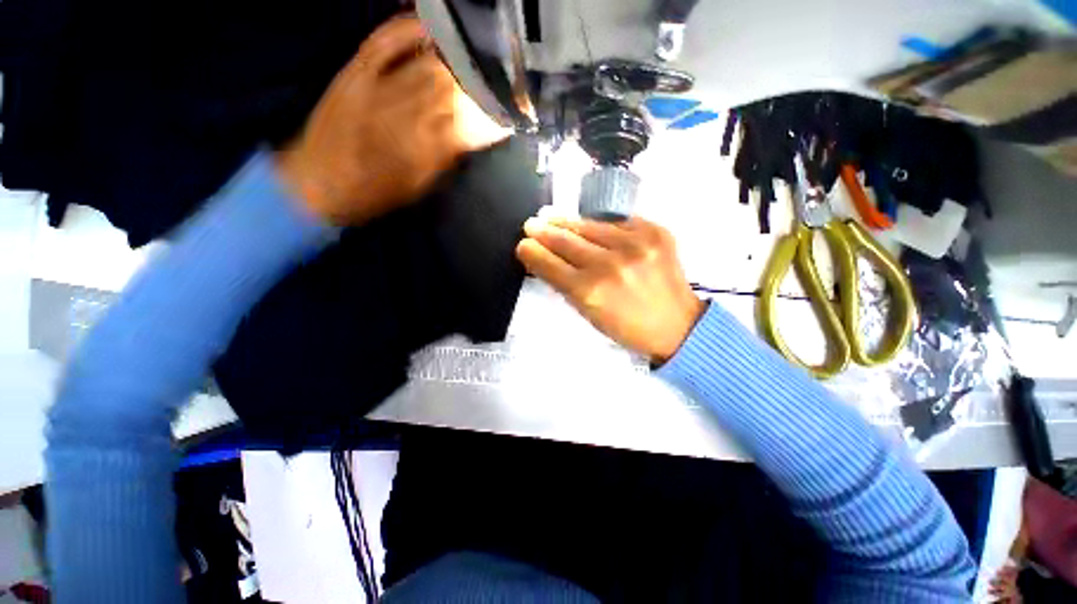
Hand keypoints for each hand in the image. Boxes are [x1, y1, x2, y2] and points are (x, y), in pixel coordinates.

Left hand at [276, 15, 508, 224]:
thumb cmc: (372, 194)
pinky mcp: (355, 71)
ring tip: (477, 60)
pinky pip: (384, 41)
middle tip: (500, 85)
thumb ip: (443, 161)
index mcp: (421, 149)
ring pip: (426, 65)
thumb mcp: (416, 187)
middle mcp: (401, 113)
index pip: (466, 127)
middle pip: (450, 90)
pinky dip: (407, 29)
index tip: (509, 118)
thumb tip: (468, 139)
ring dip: (456, 62)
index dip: (491, 121)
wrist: (316, 183)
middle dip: (479, 88)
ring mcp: (376, 86)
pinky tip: (430, 28)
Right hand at [517, 216, 704, 362]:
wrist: (678, 325)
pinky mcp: (654, 232)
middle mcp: (609, 264)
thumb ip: (565, 284)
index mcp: (590, 291)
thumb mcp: (589, 314)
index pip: (550, 264)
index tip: (523, 244)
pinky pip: (617, 222)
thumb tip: (545, 259)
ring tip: (552, 217)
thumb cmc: (627, 327)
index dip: (532, 252)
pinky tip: (590, 228)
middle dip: (544, 231)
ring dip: (567, 223)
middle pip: (566, 240)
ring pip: (589, 226)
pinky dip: (600, 226)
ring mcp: (634, 244)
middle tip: (531, 223)